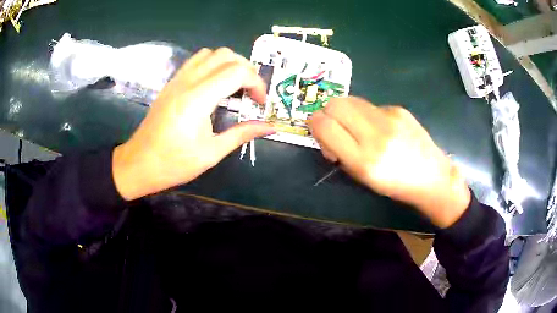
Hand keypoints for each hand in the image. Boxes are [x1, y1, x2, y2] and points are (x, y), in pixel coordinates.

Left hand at [112, 48, 274, 200]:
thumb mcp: (212, 153)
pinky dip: (212, 65)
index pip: (236, 72)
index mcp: (198, 99)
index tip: (260, 103)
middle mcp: (187, 82)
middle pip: (225, 55)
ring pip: (209, 53)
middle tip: (251, 92)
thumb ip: (242, 134)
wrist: (139, 164)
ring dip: (228, 63)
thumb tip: (270, 127)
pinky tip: (214, 86)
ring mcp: (177, 80)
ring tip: (235, 85)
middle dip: (246, 69)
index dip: (256, 83)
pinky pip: (196, 61)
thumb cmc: (174, 163)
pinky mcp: (171, 83)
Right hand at [308, 97, 469, 227]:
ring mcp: (390, 118)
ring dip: (346, 112)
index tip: (320, 131)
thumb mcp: (362, 178)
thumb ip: (340, 153)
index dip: (315, 124)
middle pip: (335, 104)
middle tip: (336, 127)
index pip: (324, 125)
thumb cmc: (395, 185)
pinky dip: (367, 115)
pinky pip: (371, 106)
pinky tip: (380, 128)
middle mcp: (376, 135)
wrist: (432, 177)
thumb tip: (327, 131)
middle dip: (328, 113)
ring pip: (352, 100)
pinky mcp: (399, 110)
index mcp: (363, 160)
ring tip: (357, 127)